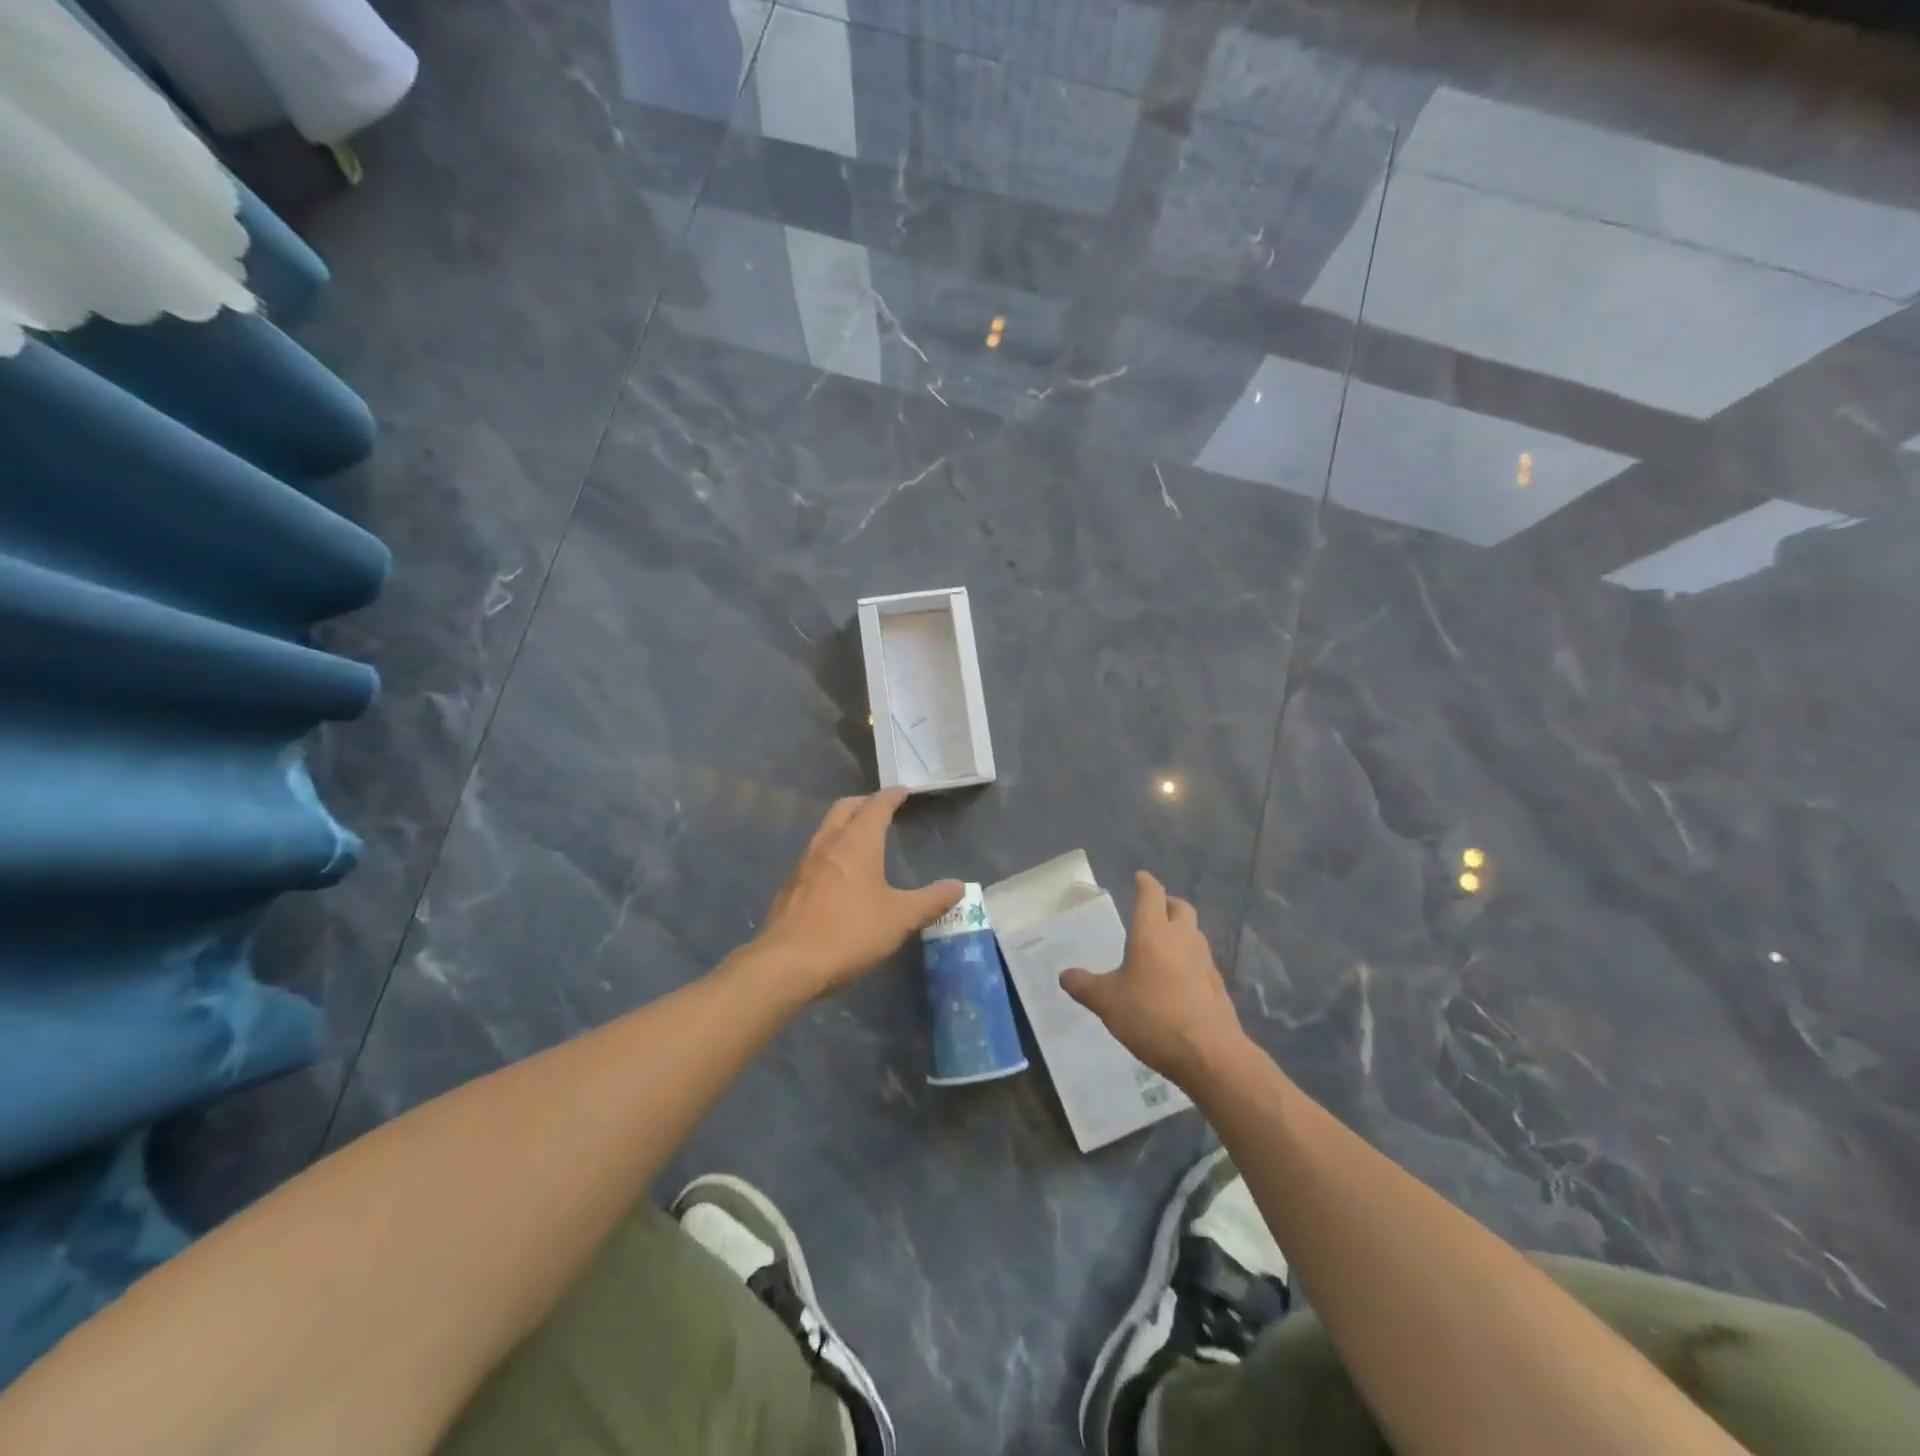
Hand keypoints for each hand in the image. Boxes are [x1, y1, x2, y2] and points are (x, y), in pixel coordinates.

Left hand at [752, 788, 963, 997]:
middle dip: (865, 803)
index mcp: (857, 841)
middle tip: (882, 810)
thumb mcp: (900, 918)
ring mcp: (804, 862)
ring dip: (845, 826)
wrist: (787, 963)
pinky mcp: (791, 885)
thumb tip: (958, 886)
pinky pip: (815, 855)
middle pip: (845, 808)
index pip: (877, 805)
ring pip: (826, 829)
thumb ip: (931, 900)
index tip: (903, 791)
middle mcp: (828, 842)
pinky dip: (831, 851)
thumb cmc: (850, 932)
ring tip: (863, 840)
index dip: (892, 796)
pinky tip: (840, 875)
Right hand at [1060, 871, 1245, 1087]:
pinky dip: (1190, 959)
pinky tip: (1179, 978)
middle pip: (1180, 908)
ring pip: (1194, 933)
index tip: (1140, 877)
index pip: (1152, 895)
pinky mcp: (1217, 986)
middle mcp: (1182, 939)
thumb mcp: (1108, 1003)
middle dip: (1167, 903)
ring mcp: (1204, 962)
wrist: (1210, 1054)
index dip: (1146, 883)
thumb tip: (1064, 975)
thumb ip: (1085, 986)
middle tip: (1154, 909)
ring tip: (1164, 944)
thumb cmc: (1153, 1017)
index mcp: (1153, 934)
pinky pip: (1202, 960)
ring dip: (1181, 930)